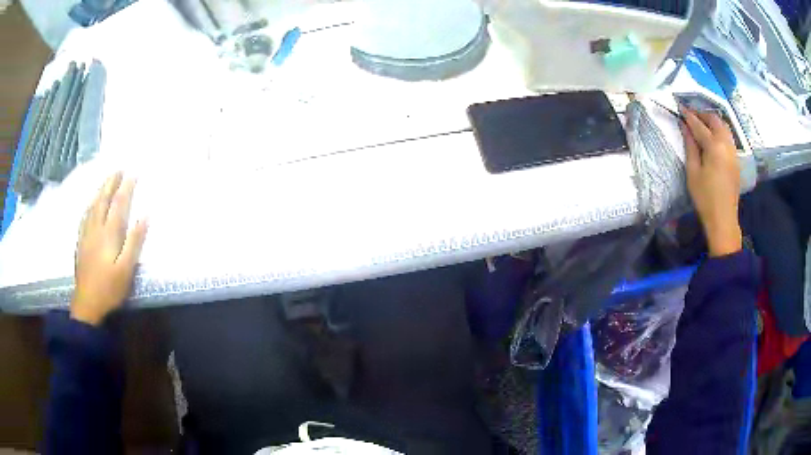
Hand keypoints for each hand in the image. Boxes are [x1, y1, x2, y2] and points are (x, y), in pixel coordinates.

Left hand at [71, 172, 147, 325]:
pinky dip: (89, 205)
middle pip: (103, 200)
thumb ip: (135, 242)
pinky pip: (85, 216)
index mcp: (109, 233)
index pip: (119, 204)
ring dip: (100, 191)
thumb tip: (146, 216)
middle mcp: (96, 229)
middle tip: (118, 169)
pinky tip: (90, 205)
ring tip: (105, 181)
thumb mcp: (126, 269)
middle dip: (111, 183)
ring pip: (92, 206)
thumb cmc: (109, 289)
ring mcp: (86, 235)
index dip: (126, 188)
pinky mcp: (80, 243)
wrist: (87, 305)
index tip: (133, 173)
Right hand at [680, 107, 741, 256]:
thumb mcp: (693, 172)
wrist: (723, 220)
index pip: (698, 124)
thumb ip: (690, 146)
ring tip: (702, 123)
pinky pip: (728, 137)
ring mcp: (733, 152)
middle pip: (715, 119)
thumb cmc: (705, 198)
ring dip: (712, 120)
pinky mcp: (736, 160)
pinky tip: (713, 137)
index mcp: (714, 146)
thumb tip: (685, 127)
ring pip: (724, 126)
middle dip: (702, 113)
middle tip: (691, 114)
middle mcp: (726, 144)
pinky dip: (720, 130)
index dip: (688, 115)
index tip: (679, 108)